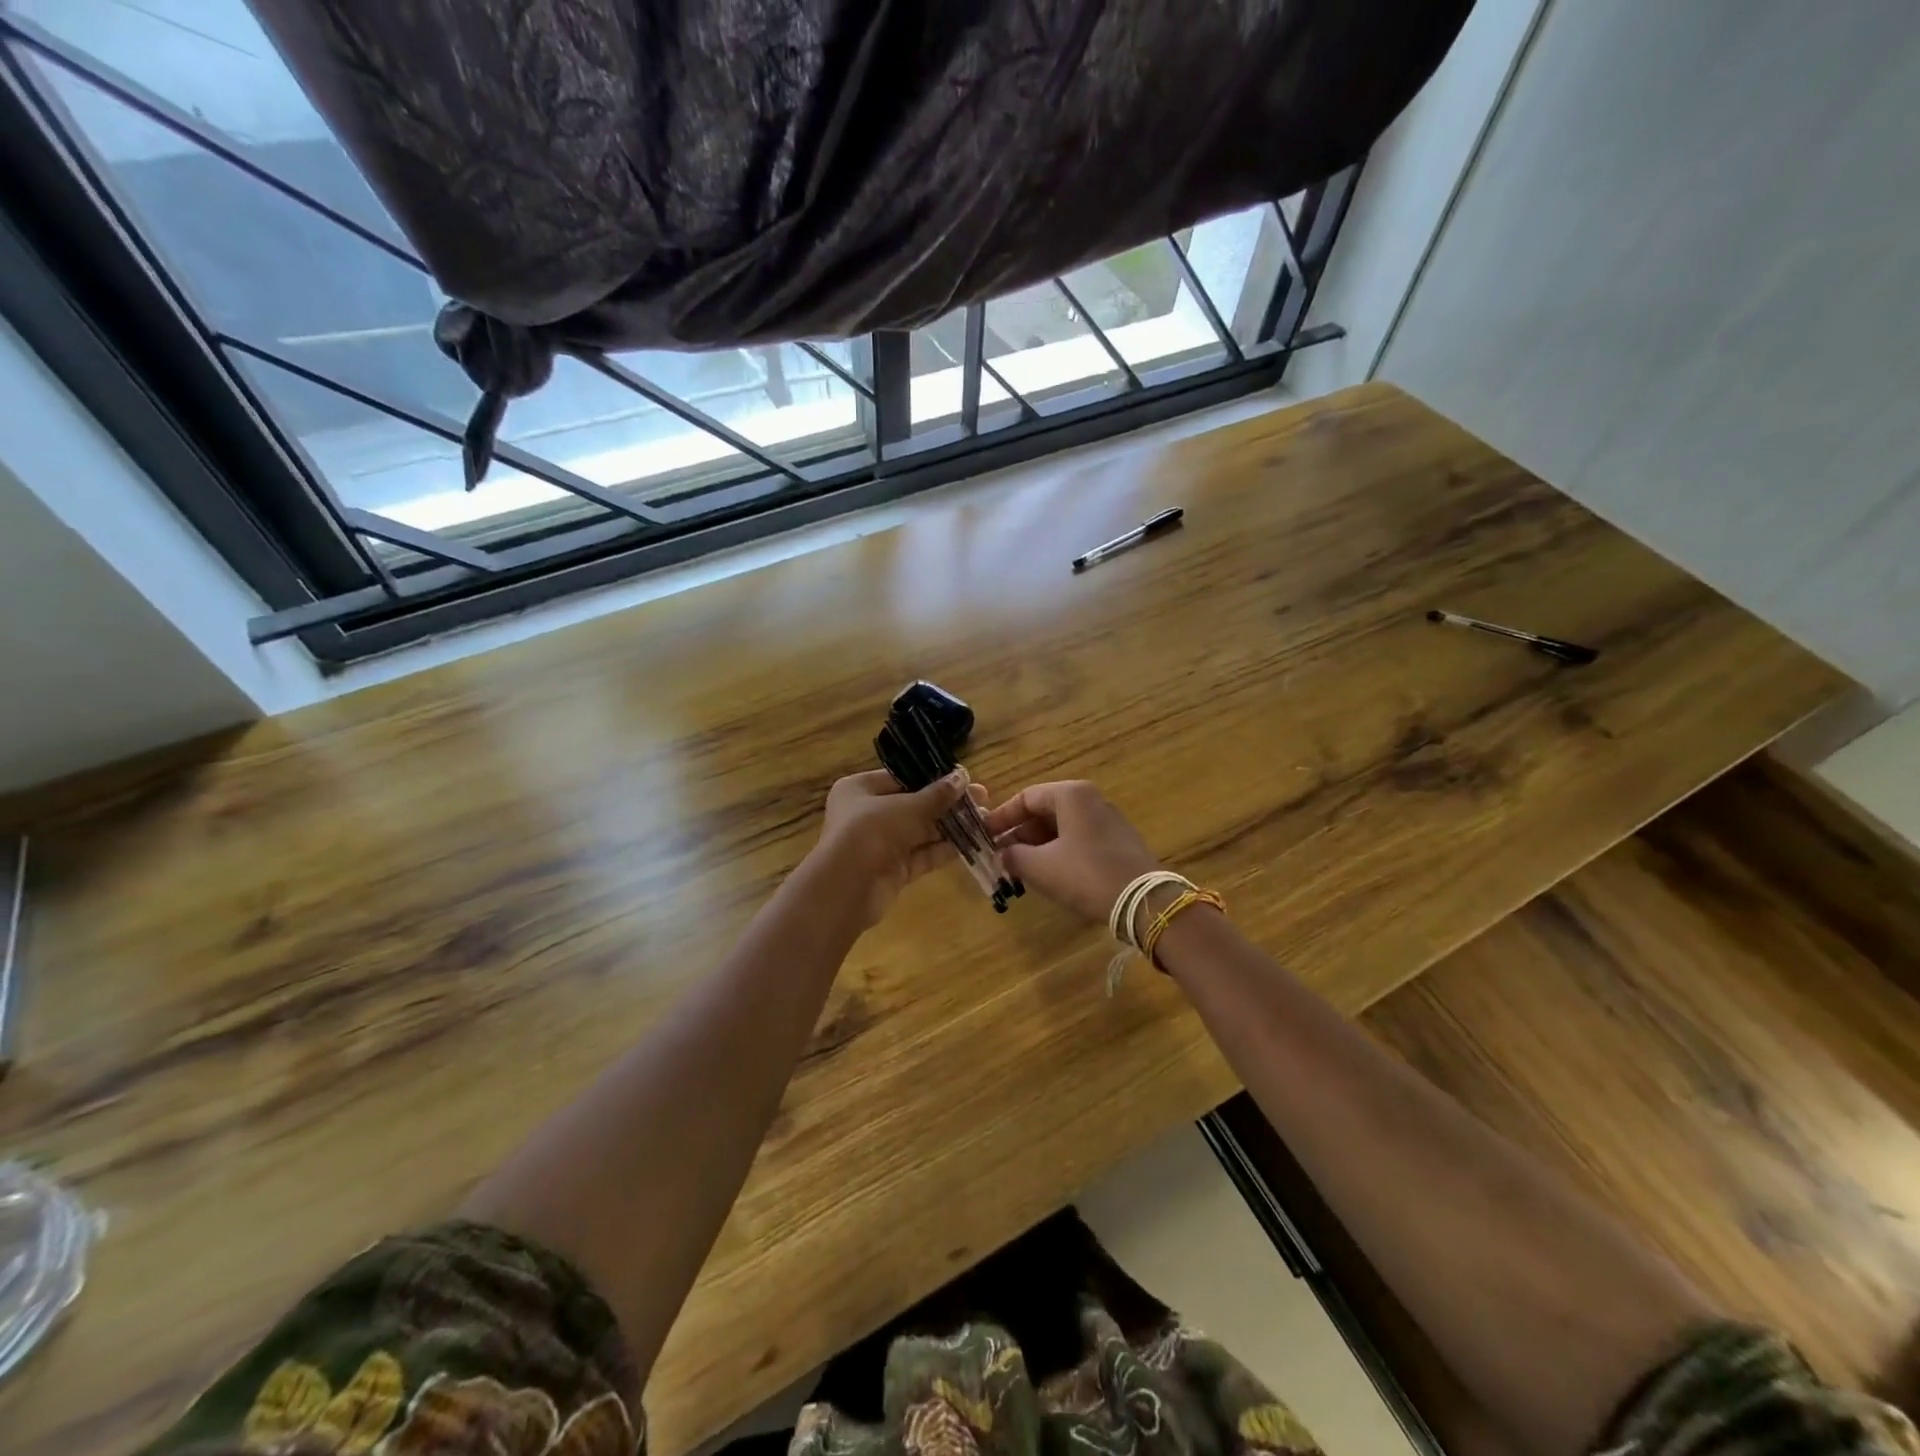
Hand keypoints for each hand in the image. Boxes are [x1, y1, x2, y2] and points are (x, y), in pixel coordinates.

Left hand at [813, 769, 974, 927]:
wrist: (847, 887)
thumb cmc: (871, 831)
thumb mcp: (907, 807)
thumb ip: (937, 795)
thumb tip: (963, 776)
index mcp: (860, 789)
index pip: (902, 778)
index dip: (934, 778)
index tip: (964, 779)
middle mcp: (867, 814)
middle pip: (914, 805)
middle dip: (948, 804)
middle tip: (982, 800)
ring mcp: (880, 844)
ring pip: (921, 832)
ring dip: (950, 827)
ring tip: (984, 820)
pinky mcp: (893, 870)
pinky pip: (922, 855)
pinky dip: (944, 849)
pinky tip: (972, 842)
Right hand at [985, 781, 1161, 922]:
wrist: (1144, 901)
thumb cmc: (1085, 874)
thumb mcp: (1040, 867)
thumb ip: (1014, 856)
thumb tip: (1002, 854)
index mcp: (1071, 794)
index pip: (1026, 797)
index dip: (1002, 817)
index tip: (984, 835)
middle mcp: (1090, 799)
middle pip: (1044, 811)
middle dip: (1019, 834)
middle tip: (999, 855)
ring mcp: (1107, 820)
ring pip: (1061, 827)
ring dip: (1037, 845)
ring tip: (1019, 868)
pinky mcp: (1117, 842)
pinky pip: (1078, 839)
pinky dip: (1058, 852)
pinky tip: (1047, 874)